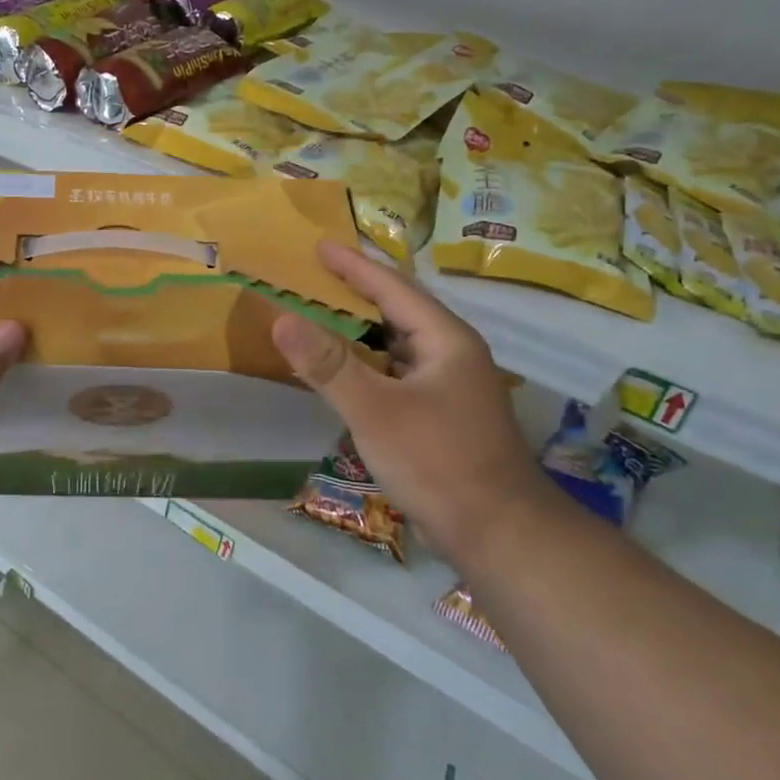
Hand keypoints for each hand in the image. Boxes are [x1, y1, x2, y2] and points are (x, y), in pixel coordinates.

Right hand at [271, 242, 542, 561]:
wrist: (498, 533)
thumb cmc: (438, 461)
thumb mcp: (376, 410)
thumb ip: (328, 364)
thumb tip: (281, 318)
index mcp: (446, 340)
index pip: (394, 288)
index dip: (354, 266)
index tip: (319, 246)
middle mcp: (452, 354)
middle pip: (398, 311)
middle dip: (356, 293)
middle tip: (314, 279)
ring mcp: (450, 386)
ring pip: (398, 345)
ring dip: (361, 330)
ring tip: (321, 317)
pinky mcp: (442, 415)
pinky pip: (397, 373)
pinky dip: (368, 364)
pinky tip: (345, 373)